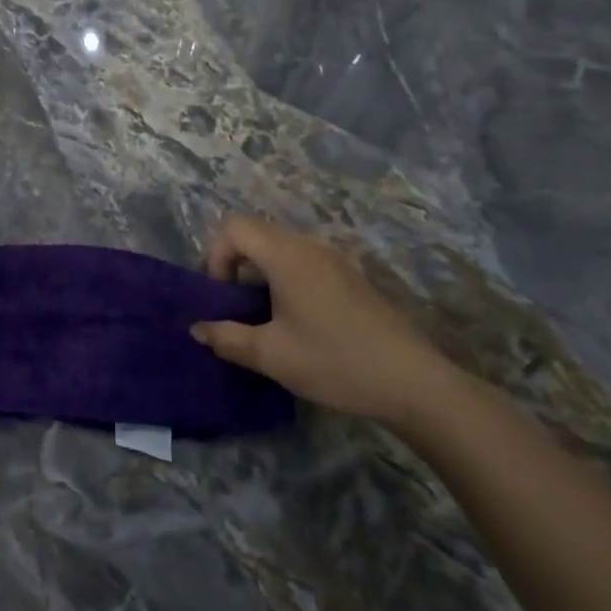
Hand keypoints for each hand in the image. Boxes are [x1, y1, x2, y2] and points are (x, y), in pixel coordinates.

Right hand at [192, 215, 453, 423]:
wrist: (413, 382)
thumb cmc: (334, 362)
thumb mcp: (271, 355)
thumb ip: (227, 338)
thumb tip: (197, 329)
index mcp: (286, 256)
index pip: (234, 228)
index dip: (216, 256)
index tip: (221, 296)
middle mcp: (310, 246)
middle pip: (256, 233)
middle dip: (234, 263)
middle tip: (233, 305)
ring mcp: (335, 259)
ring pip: (281, 247)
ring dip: (260, 272)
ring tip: (262, 315)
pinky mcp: (351, 276)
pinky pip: (304, 261)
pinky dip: (285, 278)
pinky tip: (296, 320)